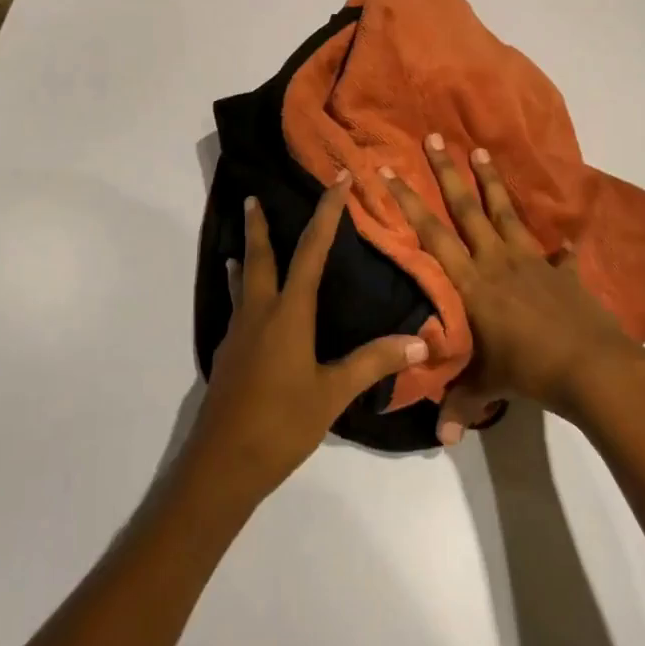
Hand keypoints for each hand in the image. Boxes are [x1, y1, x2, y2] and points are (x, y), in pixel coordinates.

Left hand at [188, 173, 429, 501]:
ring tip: (244, 239)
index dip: (326, 214)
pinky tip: (245, 303)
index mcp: (288, 313)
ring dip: (246, 254)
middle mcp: (259, 313)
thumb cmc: (281, 423)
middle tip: (252, 196)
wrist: (222, 464)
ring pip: (242, 280)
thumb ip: (374, 362)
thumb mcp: (333, 393)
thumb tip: (421, 340)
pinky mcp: (228, 354)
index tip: (336, 181)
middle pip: (259, 256)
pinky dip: (240, 289)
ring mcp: (238, 333)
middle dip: (259, 225)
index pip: (310, 251)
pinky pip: (237, 307)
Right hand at [381, 136, 644, 442]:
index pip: (432, 234)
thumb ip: (460, 405)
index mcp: (472, 282)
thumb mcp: (488, 388)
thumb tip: (440, 439)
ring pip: (506, 213)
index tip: (391, 170)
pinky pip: (559, 254)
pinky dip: (561, 246)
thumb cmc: (528, 372)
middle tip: (434, 137)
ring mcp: (532, 260)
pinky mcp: (562, 271)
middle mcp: (497, 260)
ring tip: (480, 151)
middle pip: (467, 208)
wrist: (592, 368)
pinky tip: (566, 236)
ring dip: (492, 182)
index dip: (409, 202)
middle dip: (447, 173)